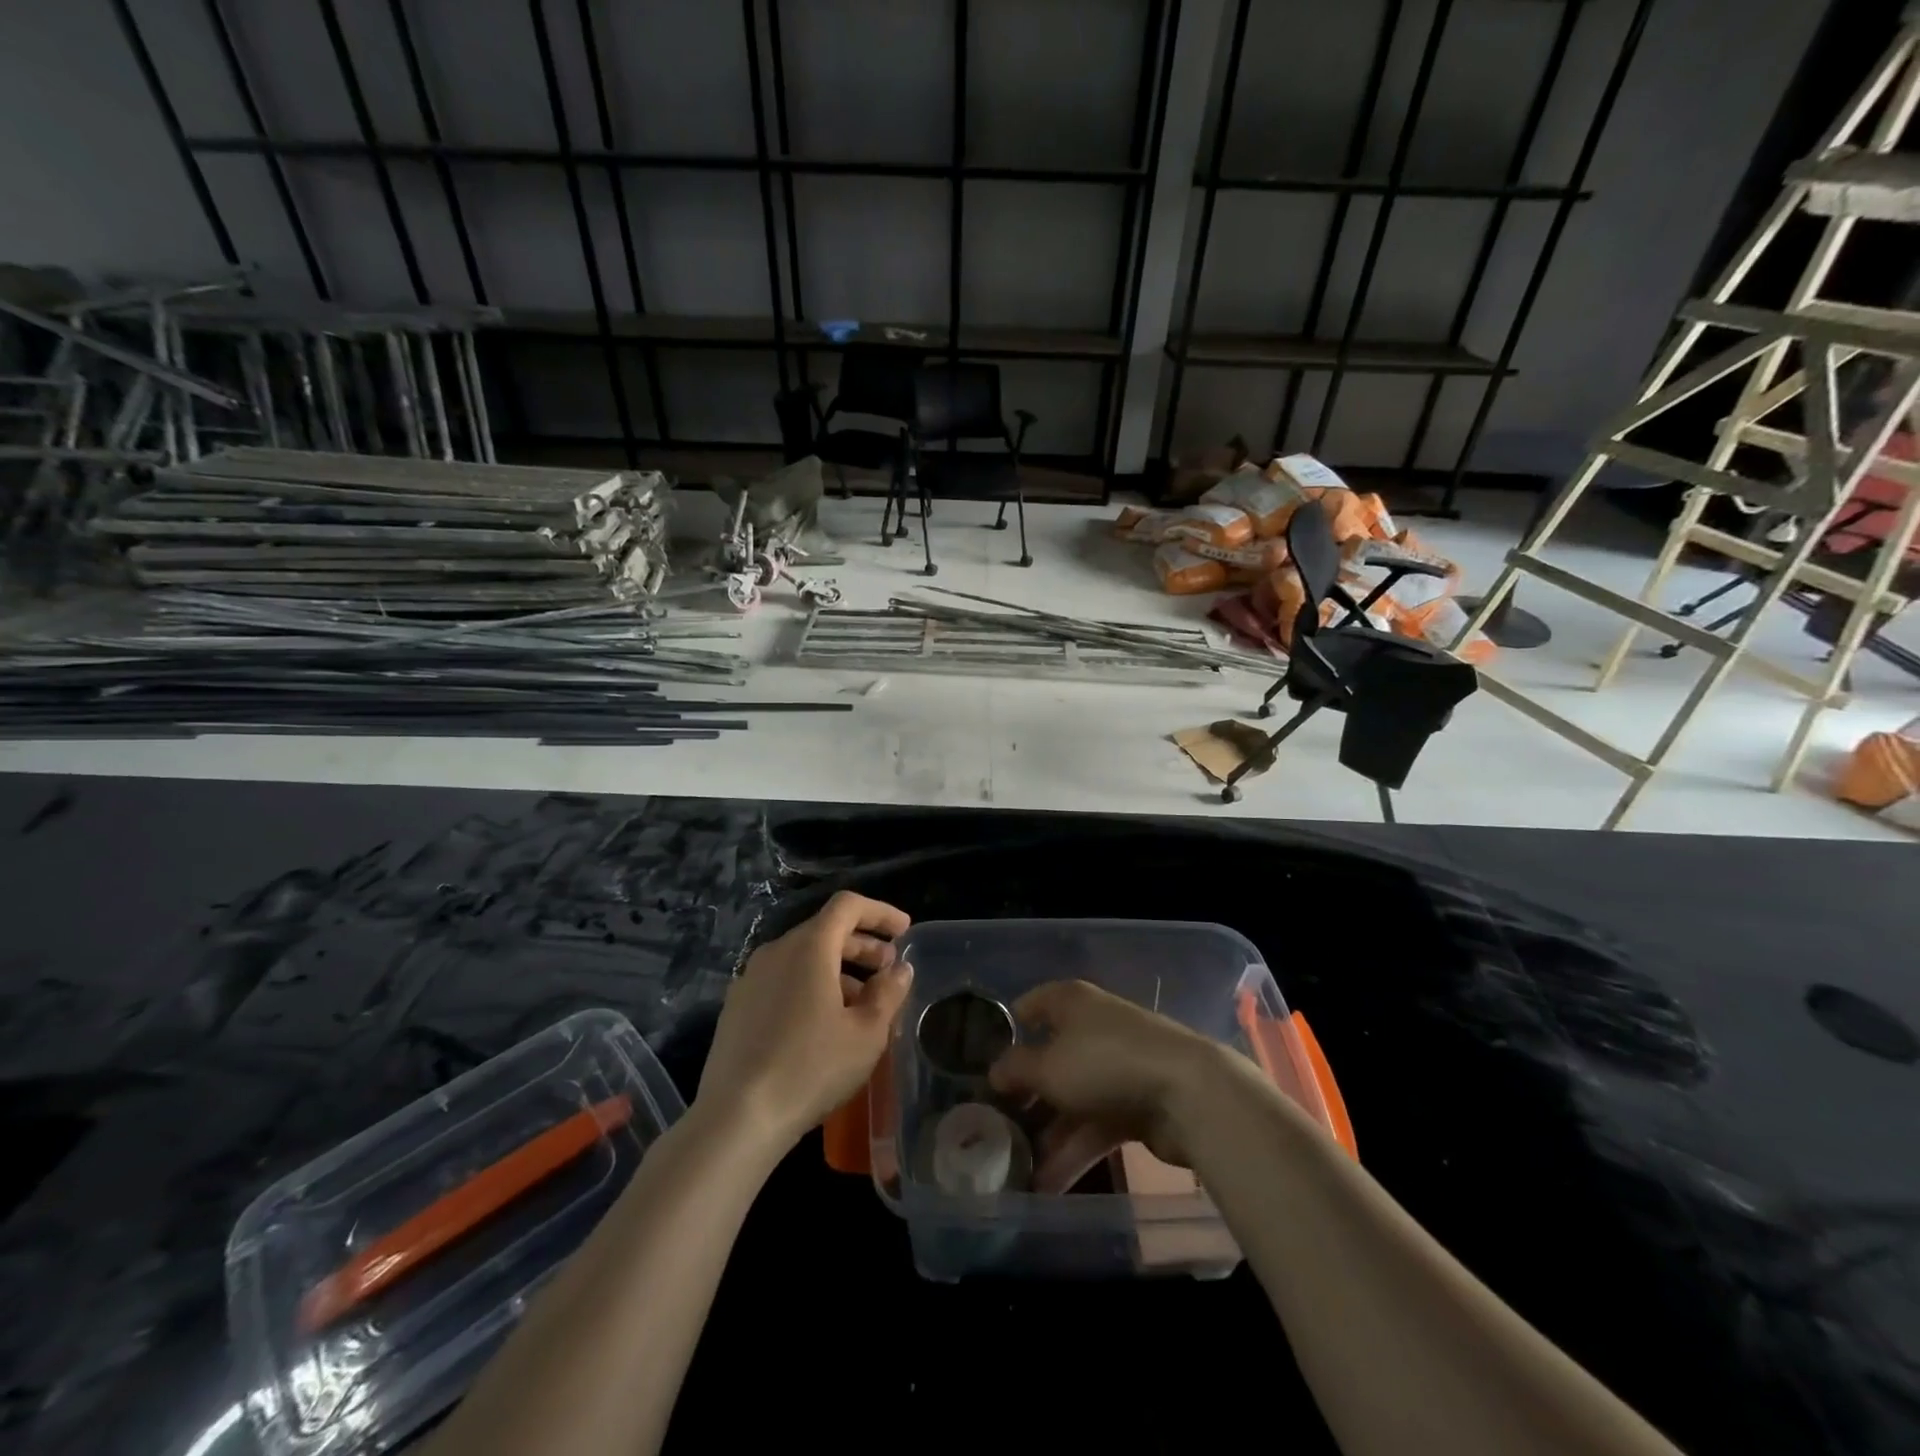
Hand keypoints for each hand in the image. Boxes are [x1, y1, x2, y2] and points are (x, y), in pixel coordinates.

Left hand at [696, 891, 913, 1153]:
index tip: (904, 931)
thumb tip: (900, 969)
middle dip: (862, 945)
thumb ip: (888, 993)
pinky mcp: (736, 1008)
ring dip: (838, 970)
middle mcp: (776, 951)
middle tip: (889, 970)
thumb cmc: (811, 1067)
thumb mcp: (866, 1033)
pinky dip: (811, 987)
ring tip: (862, 1004)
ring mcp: (750, 979)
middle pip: (825, 931)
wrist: (736, 1118)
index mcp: (809, 947)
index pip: (847, 906)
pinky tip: (825, 1024)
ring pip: (803, 959)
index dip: (880, 913)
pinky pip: (783, 981)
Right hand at [988, 980, 1225, 1190]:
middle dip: (1026, 1094)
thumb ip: (1016, 1069)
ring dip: (1048, 1135)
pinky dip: (1074, 1151)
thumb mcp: (1048, 1066)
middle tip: (996, 1125)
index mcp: (1072, 1003)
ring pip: (1072, 1099)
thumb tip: (993, 1071)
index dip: (1010, 1028)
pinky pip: (1095, 1125)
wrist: (1188, 1094)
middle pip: (1051, 1058)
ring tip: (1017, 1171)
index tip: (983, 1059)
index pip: (1033, 1005)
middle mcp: (1093, 1027)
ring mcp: (1117, 1067)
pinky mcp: (1136, 1104)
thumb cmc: (1105, 1062)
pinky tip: (1048, 1184)